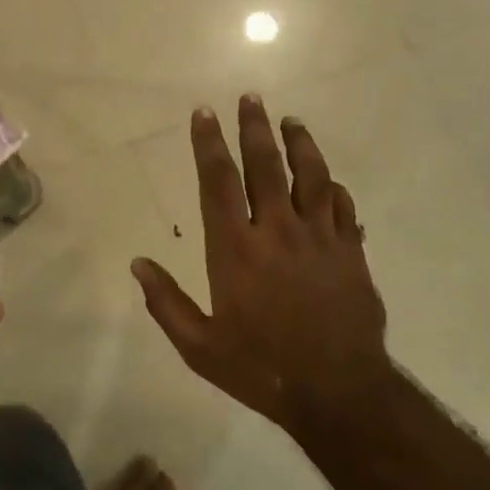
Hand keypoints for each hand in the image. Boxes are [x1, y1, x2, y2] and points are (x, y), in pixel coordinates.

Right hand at [131, 97, 390, 435]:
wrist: (337, 392)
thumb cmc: (261, 368)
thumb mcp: (199, 346)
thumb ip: (165, 303)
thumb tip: (137, 264)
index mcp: (235, 249)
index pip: (218, 182)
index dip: (209, 144)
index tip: (204, 113)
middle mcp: (276, 231)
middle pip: (265, 165)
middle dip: (254, 128)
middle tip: (251, 97)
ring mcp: (319, 238)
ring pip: (310, 176)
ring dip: (300, 144)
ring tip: (292, 121)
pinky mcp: (351, 253)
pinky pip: (343, 208)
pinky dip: (334, 189)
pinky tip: (329, 180)